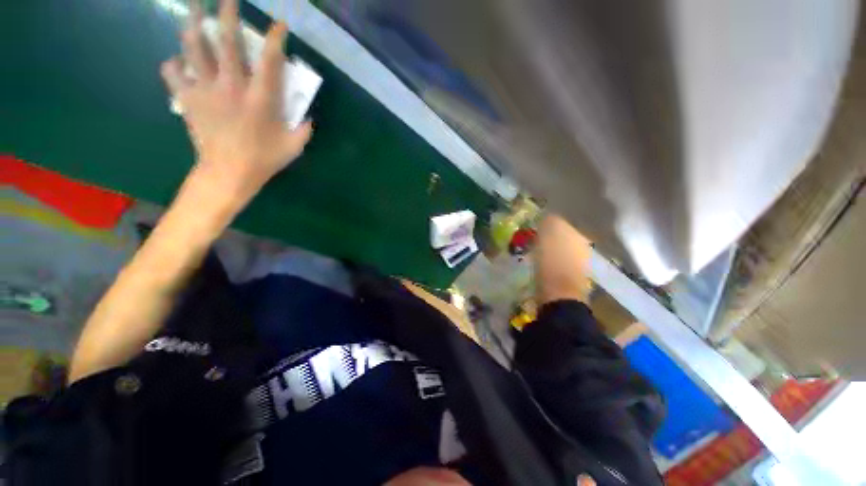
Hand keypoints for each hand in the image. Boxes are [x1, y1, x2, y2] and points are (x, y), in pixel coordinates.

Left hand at [161, 0, 312, 206]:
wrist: (228, 173)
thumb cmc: (264, 160)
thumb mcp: (293, 147)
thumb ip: (303, 129)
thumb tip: (307, 118)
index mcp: (261, 98)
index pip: (270, 59)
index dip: (275, 37)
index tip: (278, 23)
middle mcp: (233, 85)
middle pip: (226, 39)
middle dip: (227, 12)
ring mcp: (206, 89)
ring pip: (194, 46)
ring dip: (193, 22)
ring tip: (194, 8)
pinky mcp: (188, 98)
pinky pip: (173, 71)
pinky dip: (173, 63)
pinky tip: (178, 62)